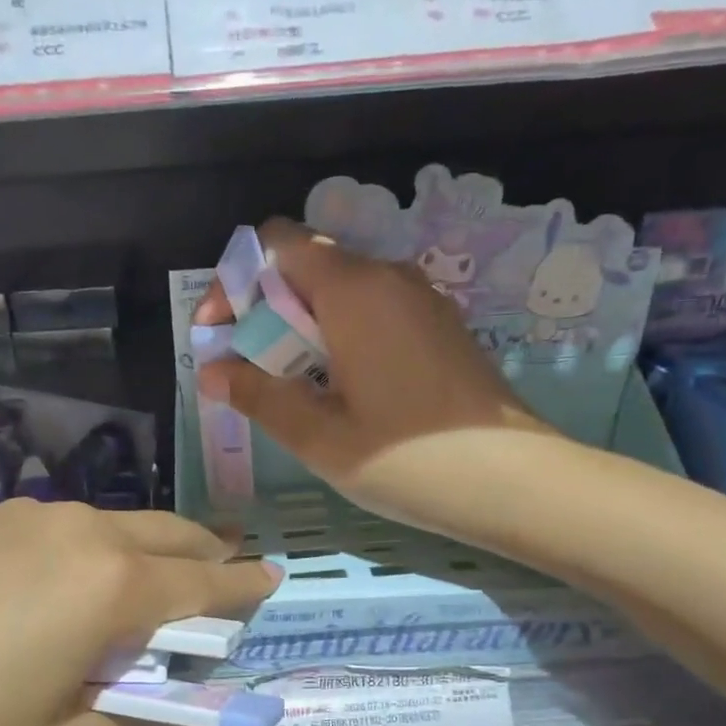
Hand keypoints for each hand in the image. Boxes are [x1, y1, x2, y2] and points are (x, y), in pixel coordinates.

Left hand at [0, 500, 278, 725]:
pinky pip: (60, 527)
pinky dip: (88, 549)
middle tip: (219, 579)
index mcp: (111, 588)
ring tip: (140, 587)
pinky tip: (58, 585)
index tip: (273, 577)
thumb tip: (138, 689)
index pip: (205, 582)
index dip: (244, 585)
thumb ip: (121, 717)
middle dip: (204, 554)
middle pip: (168, 533)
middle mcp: (80, 532)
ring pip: (113, 524)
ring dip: (144, 551)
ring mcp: (26, 515)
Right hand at [195, 218, 559, 529]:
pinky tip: (341, 389)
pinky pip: (373, 309)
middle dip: (265, 308)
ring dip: (302, 324)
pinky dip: (339, 333)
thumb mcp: (318, 435)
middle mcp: (388, 277)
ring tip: (292, 385)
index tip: (221, 334)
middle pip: (307, 264)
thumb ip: (258, 394)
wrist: (514, 482)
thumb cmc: (407, 460)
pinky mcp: (440, 325)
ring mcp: (421, 299)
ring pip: (341, 289)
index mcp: (353, 290)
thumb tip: (210, 370)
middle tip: (251, 369)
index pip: (277, 243)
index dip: (236, 280)